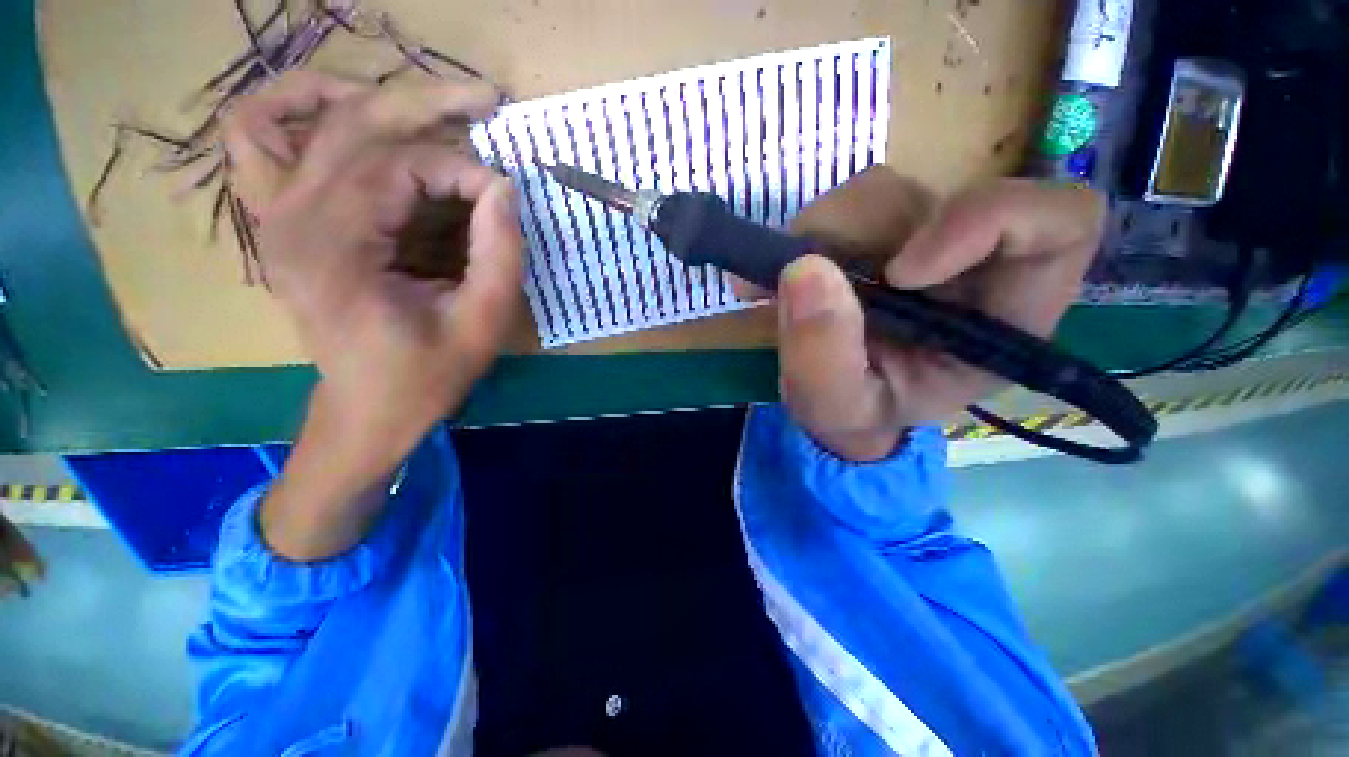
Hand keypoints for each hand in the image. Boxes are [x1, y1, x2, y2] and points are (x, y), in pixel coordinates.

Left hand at [222, 72, 521, 480]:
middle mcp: (289, 218)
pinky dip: (293, 109)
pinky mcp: (279, 219)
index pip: (400, 167)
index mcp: (335, 249)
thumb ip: (499, 254)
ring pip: (296, 114)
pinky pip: (256, 138)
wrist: (369, 407)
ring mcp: (273, 214)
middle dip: (429, 105)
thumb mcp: (483, 323)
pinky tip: (344, 113)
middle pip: (353, 124)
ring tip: (428, 107)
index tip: (504, 198)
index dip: (463, 170)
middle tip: (486, 101)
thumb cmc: (428, 374)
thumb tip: (504, 188)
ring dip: (365, 97)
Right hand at [774, 166, 1105, 461]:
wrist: (836, 403)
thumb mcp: (834, 407)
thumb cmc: (855, 415)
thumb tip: (804, 269)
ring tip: (773, 286)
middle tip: (792, 278)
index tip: (898, 272)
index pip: (1059, 224)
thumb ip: (821, 357)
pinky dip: (804, 234)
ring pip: (882, 193)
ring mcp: (924, 239)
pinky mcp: (881, 232)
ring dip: (818, 236)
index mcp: (1003, 316)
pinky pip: (846, 205)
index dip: (985, 221)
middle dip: (854, 236)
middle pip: (938, 199)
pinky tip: (778, 275)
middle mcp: (974, 264)